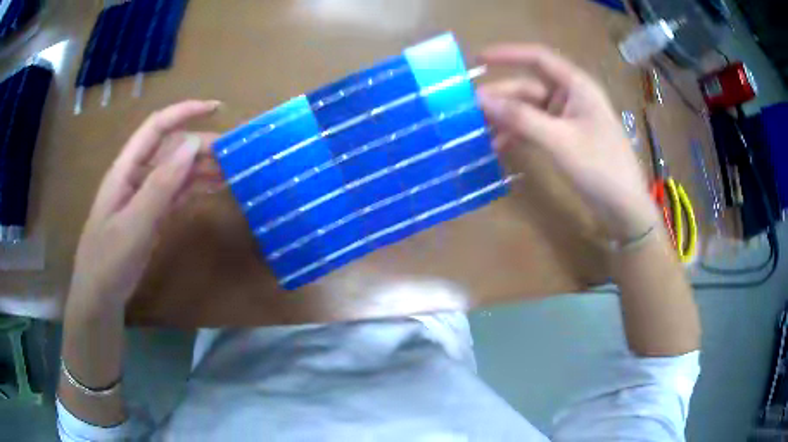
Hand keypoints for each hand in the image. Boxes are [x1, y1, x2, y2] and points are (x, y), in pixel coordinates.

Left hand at [69, 100, 221, 309]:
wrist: (100, 296)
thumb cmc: (109, 259)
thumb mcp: (134, 223)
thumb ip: (161, 184)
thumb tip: (192, 145)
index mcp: (126, 169)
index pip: (156, 127)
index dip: (184, 112)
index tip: (216, 109)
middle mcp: (136, 176)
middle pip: (171, 149)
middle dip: (201, 146)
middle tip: (234, 154)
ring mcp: (144, 197)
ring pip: (176, 172)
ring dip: (202, 168)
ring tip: (232, 172)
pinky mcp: (152, 215)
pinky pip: (176, 194)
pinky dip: (196, 188)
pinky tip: (214, 189)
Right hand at [477, 44, 658, 239]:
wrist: (625, 209)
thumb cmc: (601, 168)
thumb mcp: (560, 141)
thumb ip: (521, 118)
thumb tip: (480, 99)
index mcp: (577, 86)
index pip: (538, 59)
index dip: (507, 55)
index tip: (476, 60)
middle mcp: (571, 97)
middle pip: (529, 88)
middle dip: (501, 97)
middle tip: (468, 110)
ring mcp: (568, 119)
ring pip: (530, 110)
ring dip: (506, 118)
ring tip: (477, 130)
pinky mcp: (565, 139)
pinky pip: (535, 129)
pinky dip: (518, 134)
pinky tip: (498, 145)